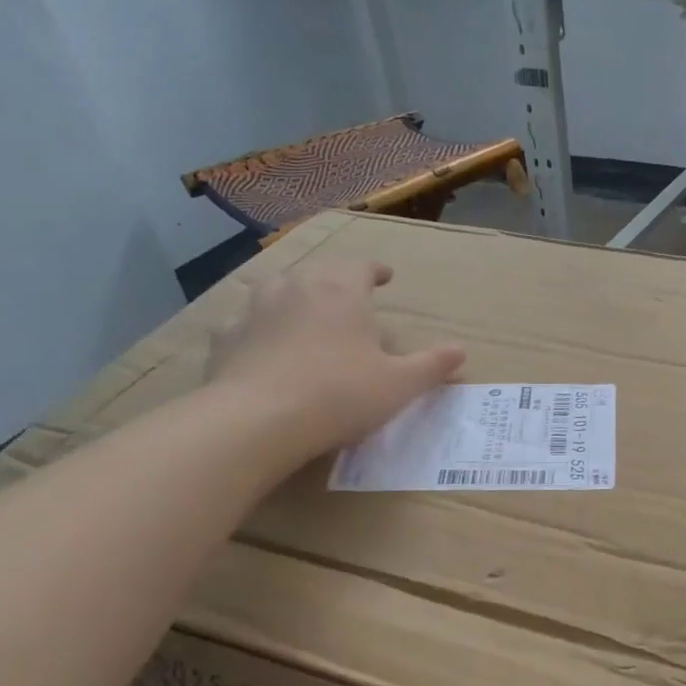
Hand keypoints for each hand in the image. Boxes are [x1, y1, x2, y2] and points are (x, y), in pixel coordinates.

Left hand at [206, 258, 464, 463]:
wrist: (259, 420)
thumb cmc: (340, 395)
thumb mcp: (400, 384)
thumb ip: (432, 365)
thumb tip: (461, 351)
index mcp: (342, 291)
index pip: (362, 266)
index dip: (376, 270)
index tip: (385, 276)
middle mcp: (296, 286)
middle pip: (319, 273)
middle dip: (336, 282)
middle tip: (349, 300)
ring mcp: (254, 309)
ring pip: (278, 290)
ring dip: (295, 298)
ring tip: (305, 316)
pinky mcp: (225, 337)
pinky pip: (246, 324)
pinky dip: (259, 330)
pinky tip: (263, 348)